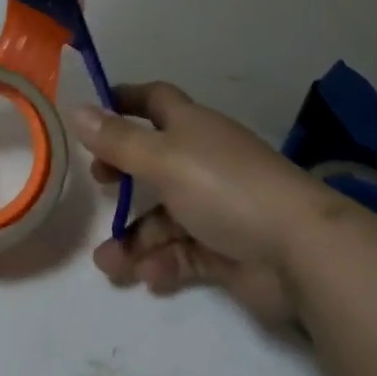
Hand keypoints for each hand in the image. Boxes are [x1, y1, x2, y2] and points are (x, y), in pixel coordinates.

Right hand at [76, 82, 348, 328]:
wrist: (298, 250)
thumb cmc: (224, 187)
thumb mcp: (163, 158)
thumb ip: (118, 140)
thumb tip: (78, 110)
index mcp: (192, 128)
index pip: (155, 100)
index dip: (125, 99)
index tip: (93, 109)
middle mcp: (202, 161)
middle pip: (153, 161)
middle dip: (122, 174)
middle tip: (97, 185)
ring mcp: (216, 206)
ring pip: (163, 217)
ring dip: (134, 237)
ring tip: (109, 265)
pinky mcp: (226, 250)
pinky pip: (184, 253)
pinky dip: (163, 262)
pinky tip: (149, 276)